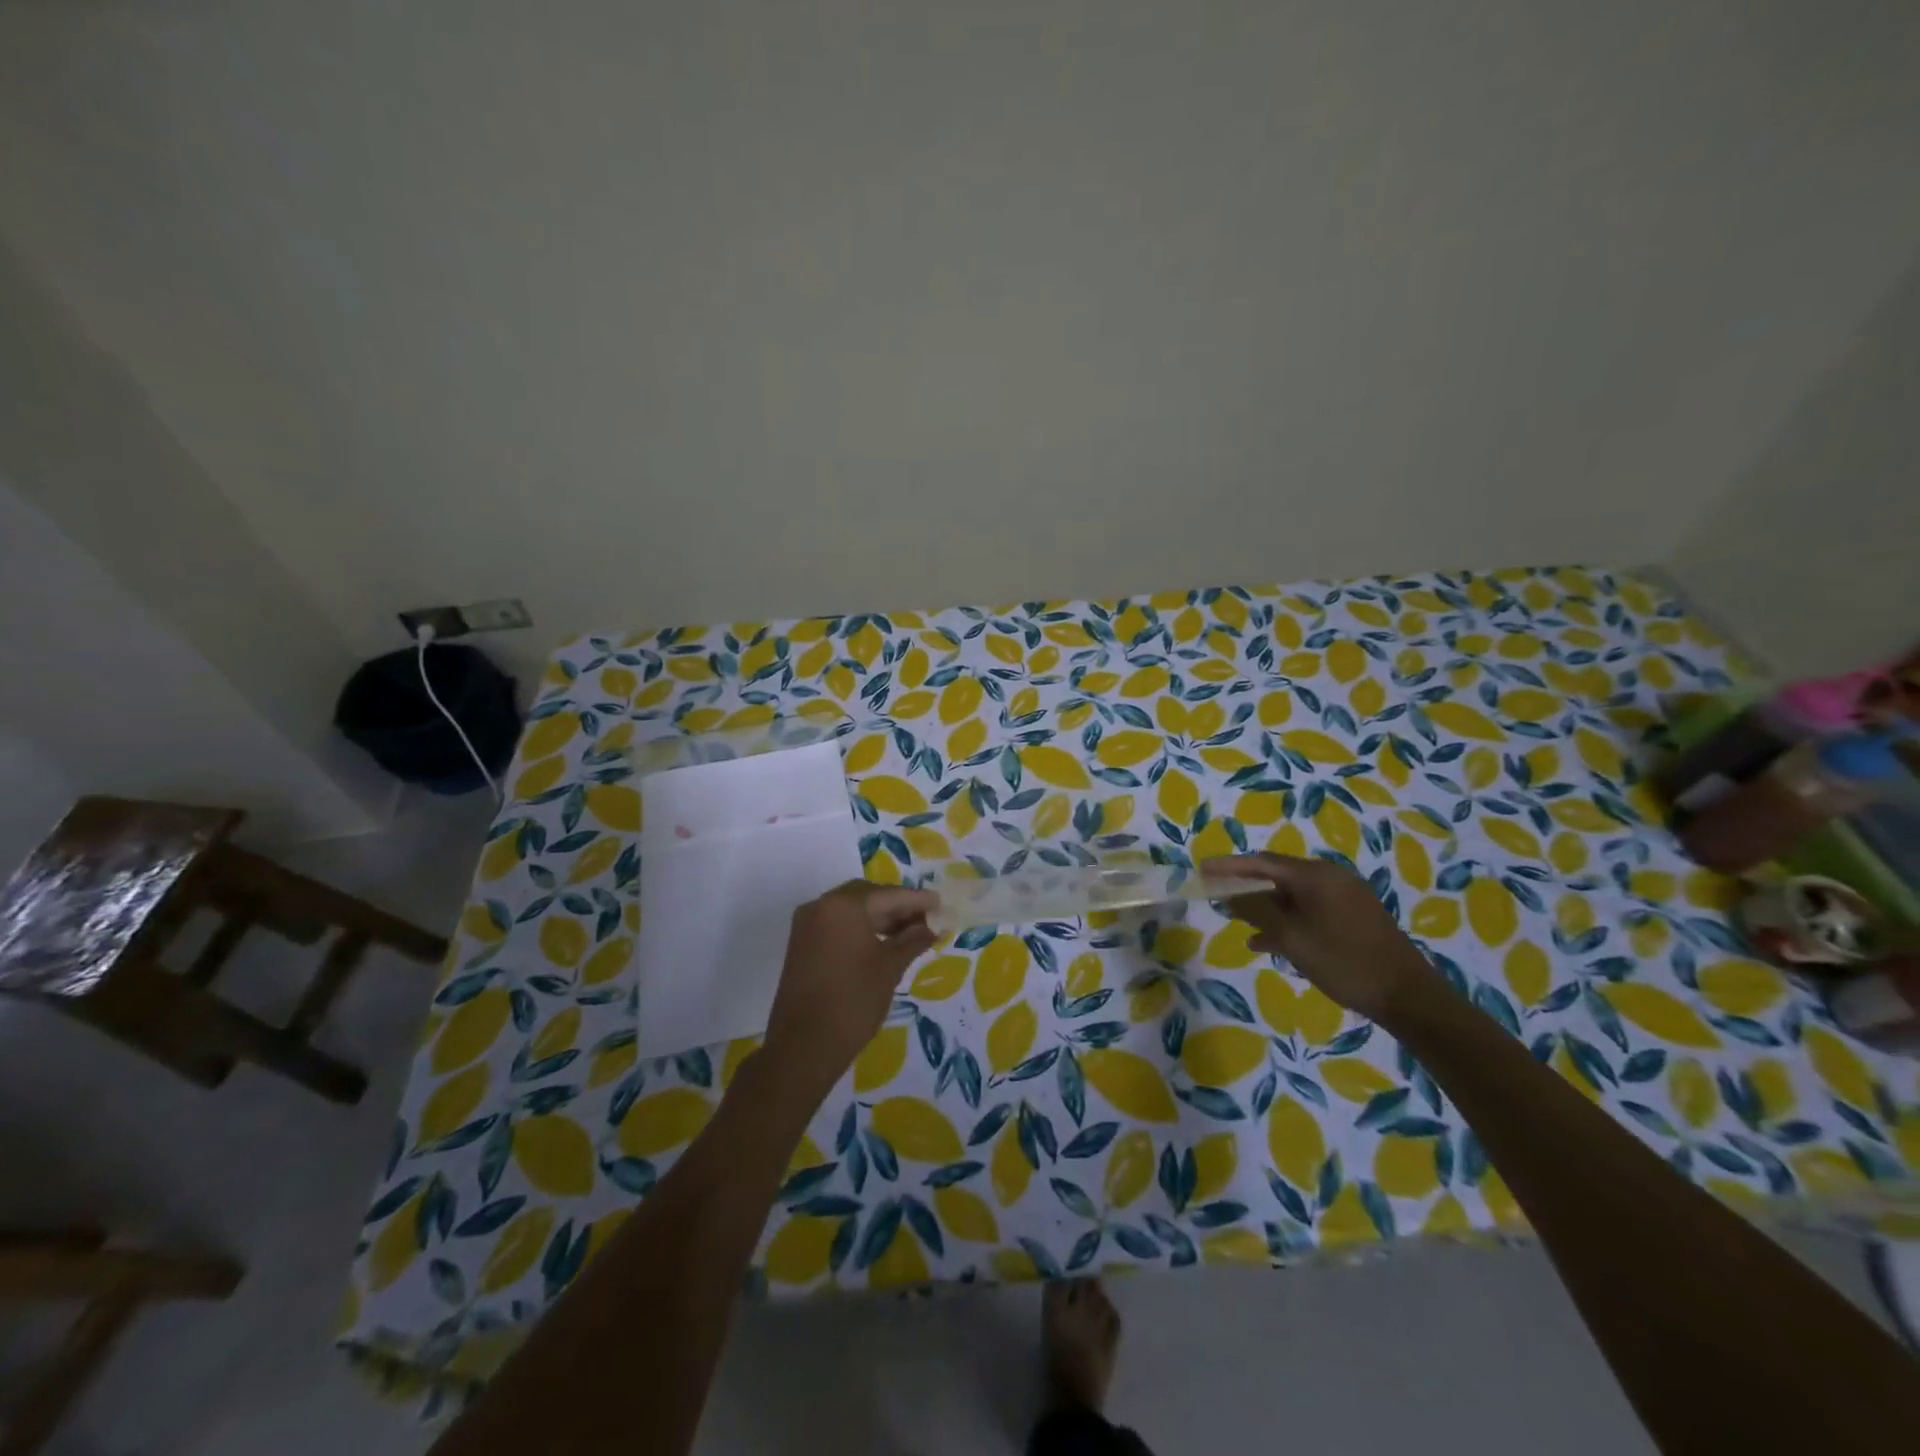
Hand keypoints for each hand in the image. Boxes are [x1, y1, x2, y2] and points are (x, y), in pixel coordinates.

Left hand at [762, 881, 936, 1096]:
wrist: (804, 1045)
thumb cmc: (854, 1000)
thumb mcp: (890, 967)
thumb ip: (912, 940)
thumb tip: (931, 926)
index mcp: (843, 905)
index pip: (888, 895)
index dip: (917, 900)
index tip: (940, 904)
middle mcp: (821, 905)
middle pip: (867, 897)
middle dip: (897, 906)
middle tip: (925, 919)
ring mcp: (807, 924)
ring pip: (851, 910)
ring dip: (880, 918)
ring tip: (910, 933)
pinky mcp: (802, 944)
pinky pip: (837, 925)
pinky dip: (860, 929)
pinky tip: (883, 943)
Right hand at [1204, 853, 1438, 1022]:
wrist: (1408, 997)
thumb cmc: (1343, 962)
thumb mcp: (1291, 937)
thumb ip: (1256, 911)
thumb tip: (1228, 893)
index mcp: (1315, 875)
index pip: (1261, 862)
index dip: (1228, 866)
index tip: (1201, 869)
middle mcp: (1330, 877)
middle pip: (1277, 875)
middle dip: (1245, 886)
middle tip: (1215, 895)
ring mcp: (1344, 897)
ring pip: (1292, 895)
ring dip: (1264, 906)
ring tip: (1235, 920)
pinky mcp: (1353, 917)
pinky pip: (1309, 909)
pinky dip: (1286, 920)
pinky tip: (1267, 941)